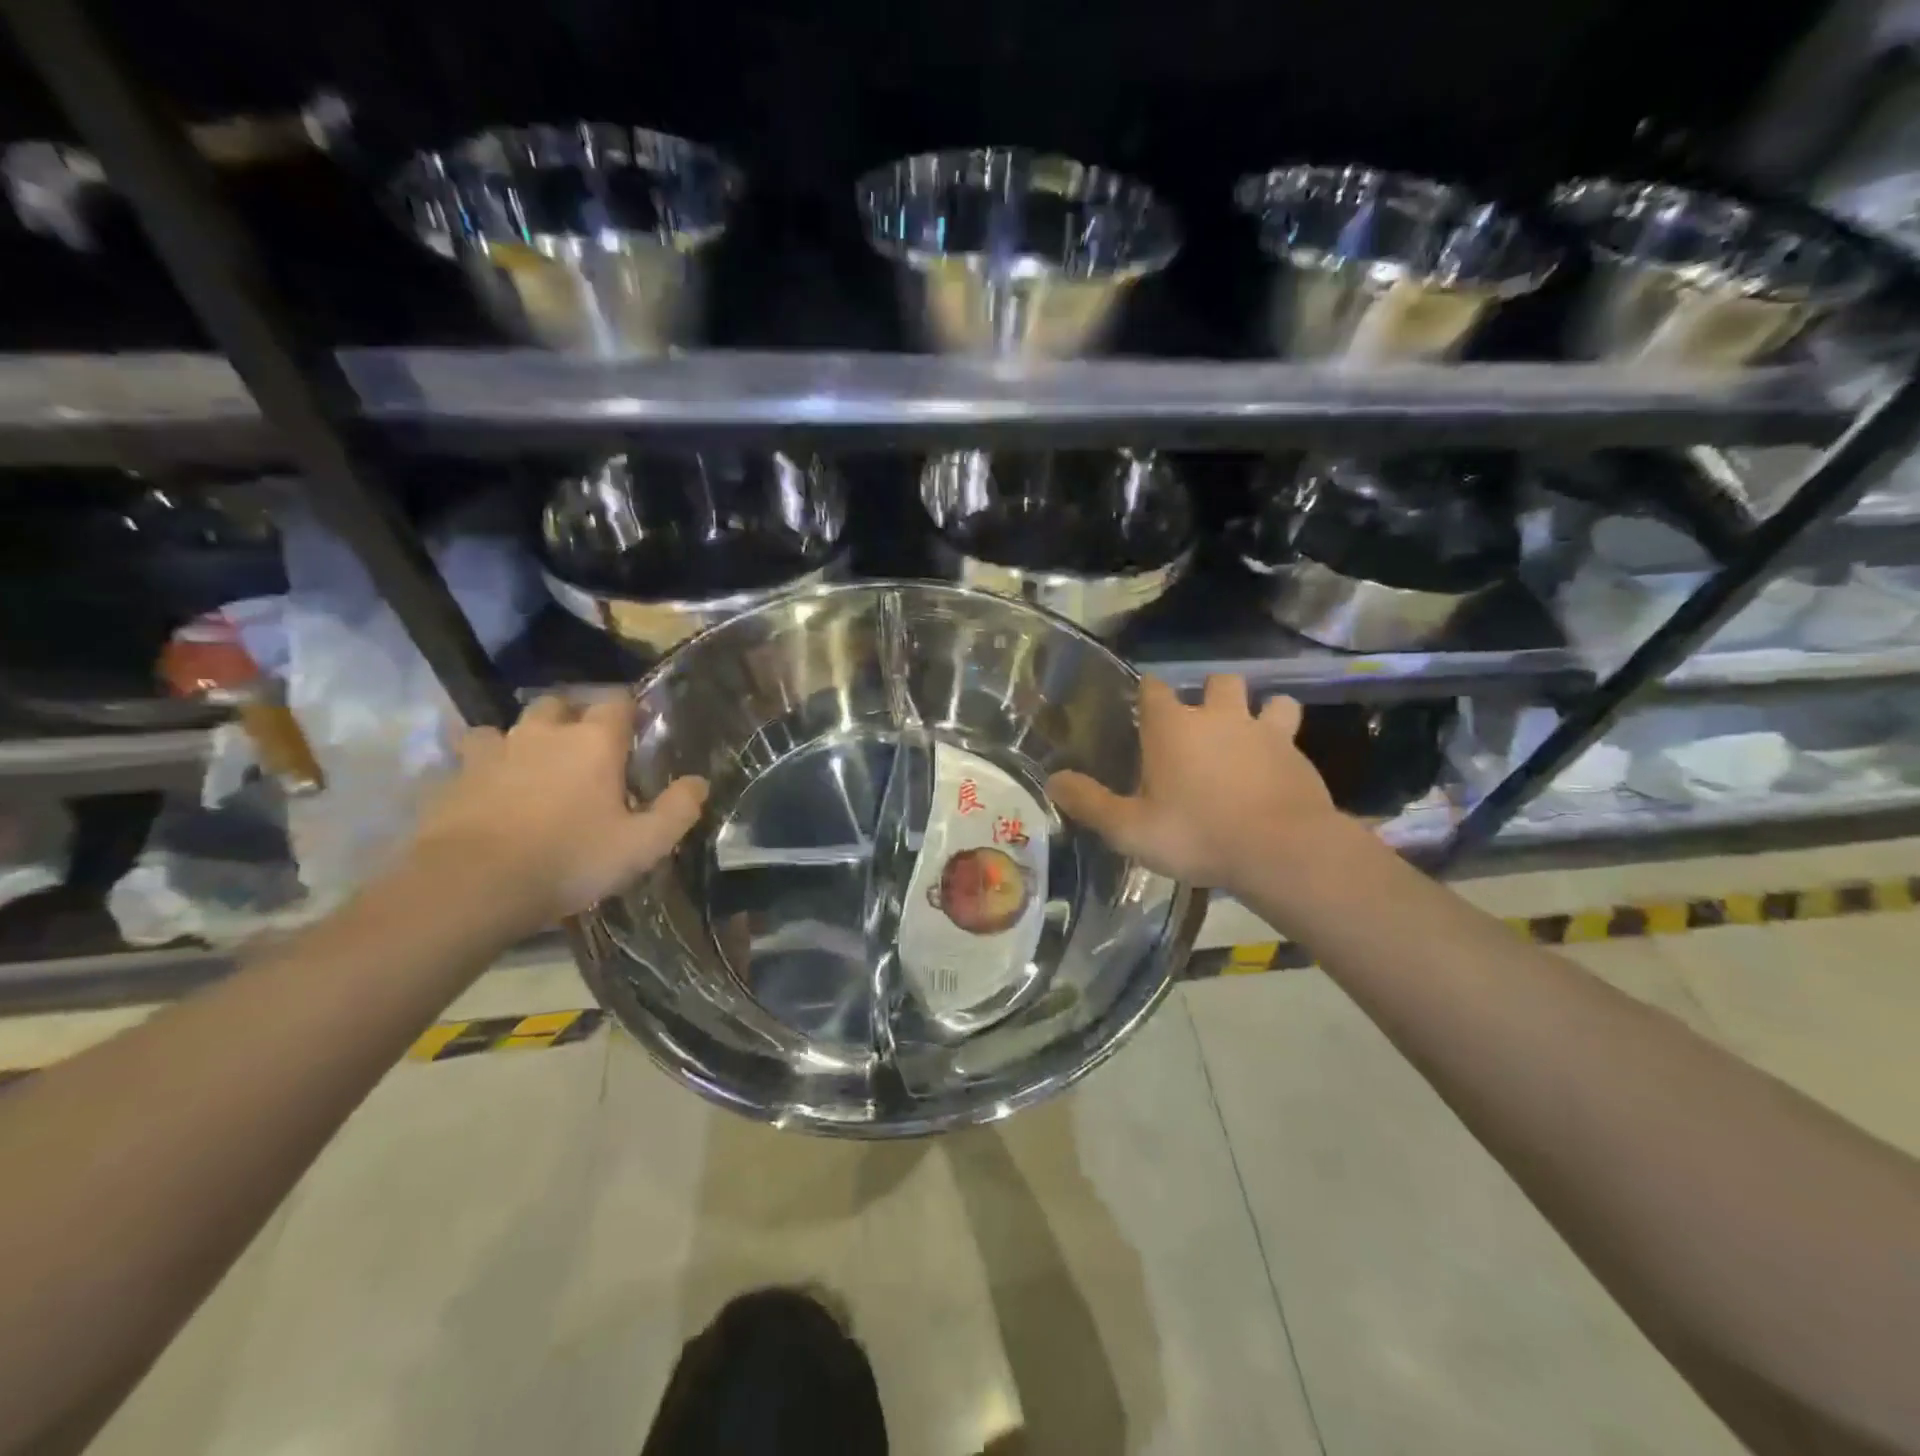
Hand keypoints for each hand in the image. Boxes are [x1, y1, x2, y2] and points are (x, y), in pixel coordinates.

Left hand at [408, 694, 707, 931]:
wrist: (472, 885)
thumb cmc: (570, 858)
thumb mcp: (642, 844)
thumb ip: (677, 810)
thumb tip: (698, 782)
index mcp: (594, 742)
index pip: (618, 702)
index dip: (630, 710)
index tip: (638, 729)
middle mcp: (544, 733)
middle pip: (560, 704)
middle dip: (574, 717)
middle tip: (585, 748)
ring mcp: (493, 752)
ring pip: (509, 727)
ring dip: (523, 739)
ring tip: (532, 766)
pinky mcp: (453, 777)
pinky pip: (469, 759)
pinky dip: (482, 767)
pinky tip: (487, 790)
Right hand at [1047, 675, 1341, 892]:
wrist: (1280, 850)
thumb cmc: (1196, 834)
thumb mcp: (1129, 829)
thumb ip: (1089, 803)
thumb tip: (1052, 781)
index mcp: (1173, 728)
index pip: (1154, 688)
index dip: (1148, 694)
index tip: (1143, 709)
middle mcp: (1219, 717)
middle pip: (1218, 682)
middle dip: (1209, 695)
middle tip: (1200, 727)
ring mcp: (1265, 732)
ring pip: (1268, 701)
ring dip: (1258, 712)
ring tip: (1248, 738)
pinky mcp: (1298, 755)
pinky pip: (1292, 736)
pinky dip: (1282, 745)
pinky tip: (1277, 770)